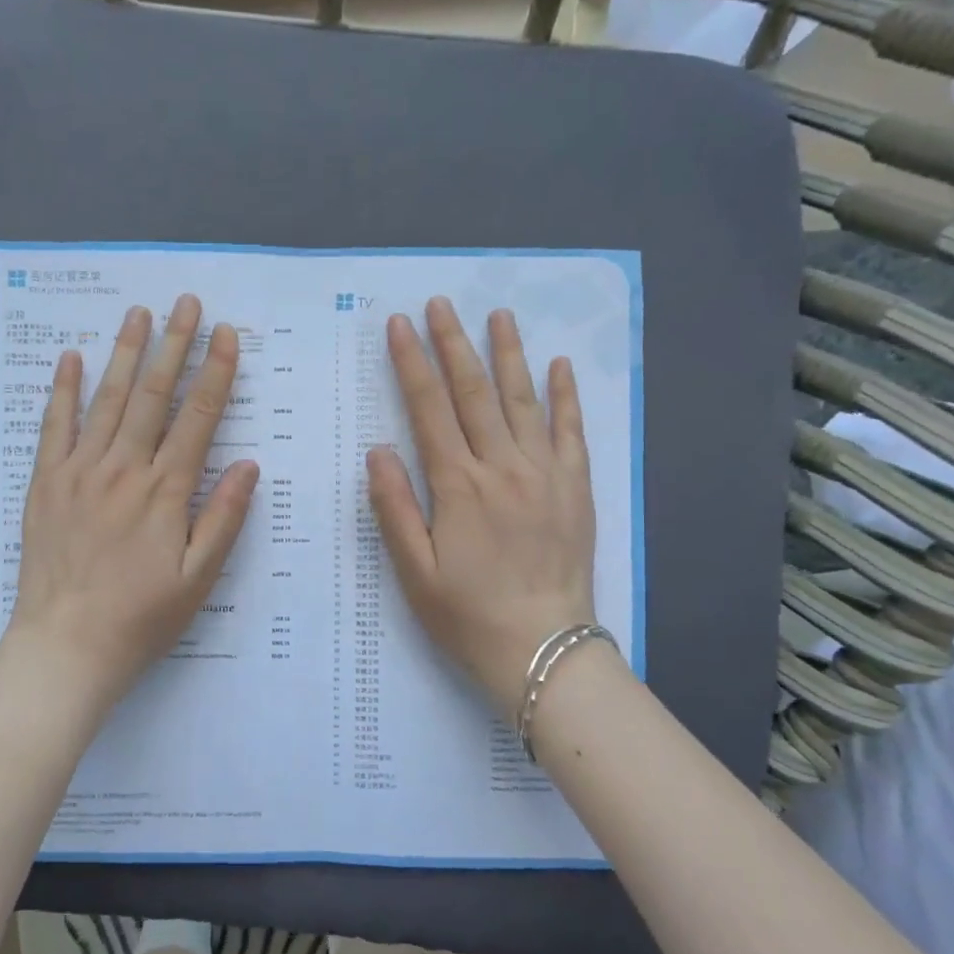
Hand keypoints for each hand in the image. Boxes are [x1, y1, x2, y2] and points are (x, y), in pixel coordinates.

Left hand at [6, 294, 259, 720]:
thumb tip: (248, 463)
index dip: (215, 373)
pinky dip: (63, 390)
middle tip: (187, 302)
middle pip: (154, 396)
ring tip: (139, 314)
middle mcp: (124, 469)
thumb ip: (223, 517)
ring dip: (125, 354)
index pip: (198, 418)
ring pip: (107, 400)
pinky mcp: (46, 483)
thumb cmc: (142, 617)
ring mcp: (80, 472)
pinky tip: (71, 358)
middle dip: (174, 345)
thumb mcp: (199, 577)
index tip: (226, 334)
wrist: (67, 646)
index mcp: (165, 491)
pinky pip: (55, 427)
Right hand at [369, 297, 598, 712]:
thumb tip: (379, 450)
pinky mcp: (575, 488)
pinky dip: (565, 396)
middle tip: (440, 304)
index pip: (429, 409)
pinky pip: (570, 432)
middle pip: (474, 393)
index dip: (412, 363)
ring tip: (498, 316)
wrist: (542, 649)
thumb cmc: (467, 614)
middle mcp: (501, 467)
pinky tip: (559, 365)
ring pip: (523, 401)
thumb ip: (394, 507)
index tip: (399, 325)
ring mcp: (544, 474)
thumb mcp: (413, 571)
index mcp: (457, 486)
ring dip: (508, 354)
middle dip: (453, 344)